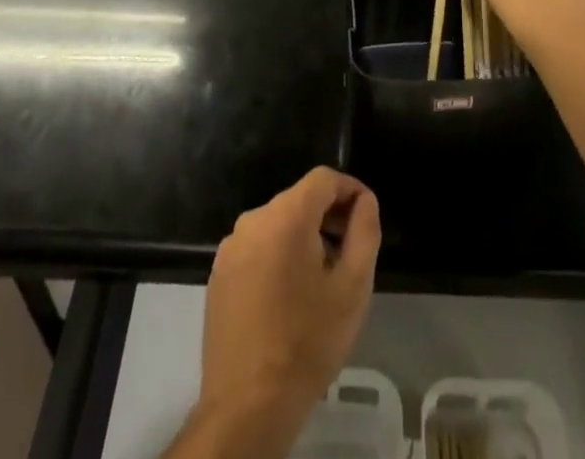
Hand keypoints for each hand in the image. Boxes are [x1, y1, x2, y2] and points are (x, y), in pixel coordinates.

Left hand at [192, 168, 380, 458]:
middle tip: (349, 253)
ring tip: (321, 280)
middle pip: (299, 201)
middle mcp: (253, 220)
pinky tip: (289, 297)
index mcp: (285, 216)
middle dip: (328, 217)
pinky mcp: (218, 274)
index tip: (366, 216)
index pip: (323, 179)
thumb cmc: (307, 342)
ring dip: (303, 239)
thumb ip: (364, 233)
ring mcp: (230, 247)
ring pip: (277, 225)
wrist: (247, 406)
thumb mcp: (352, 288)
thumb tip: (364, 201)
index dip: (350, 190)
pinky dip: (278, 257)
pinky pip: (257, 248)